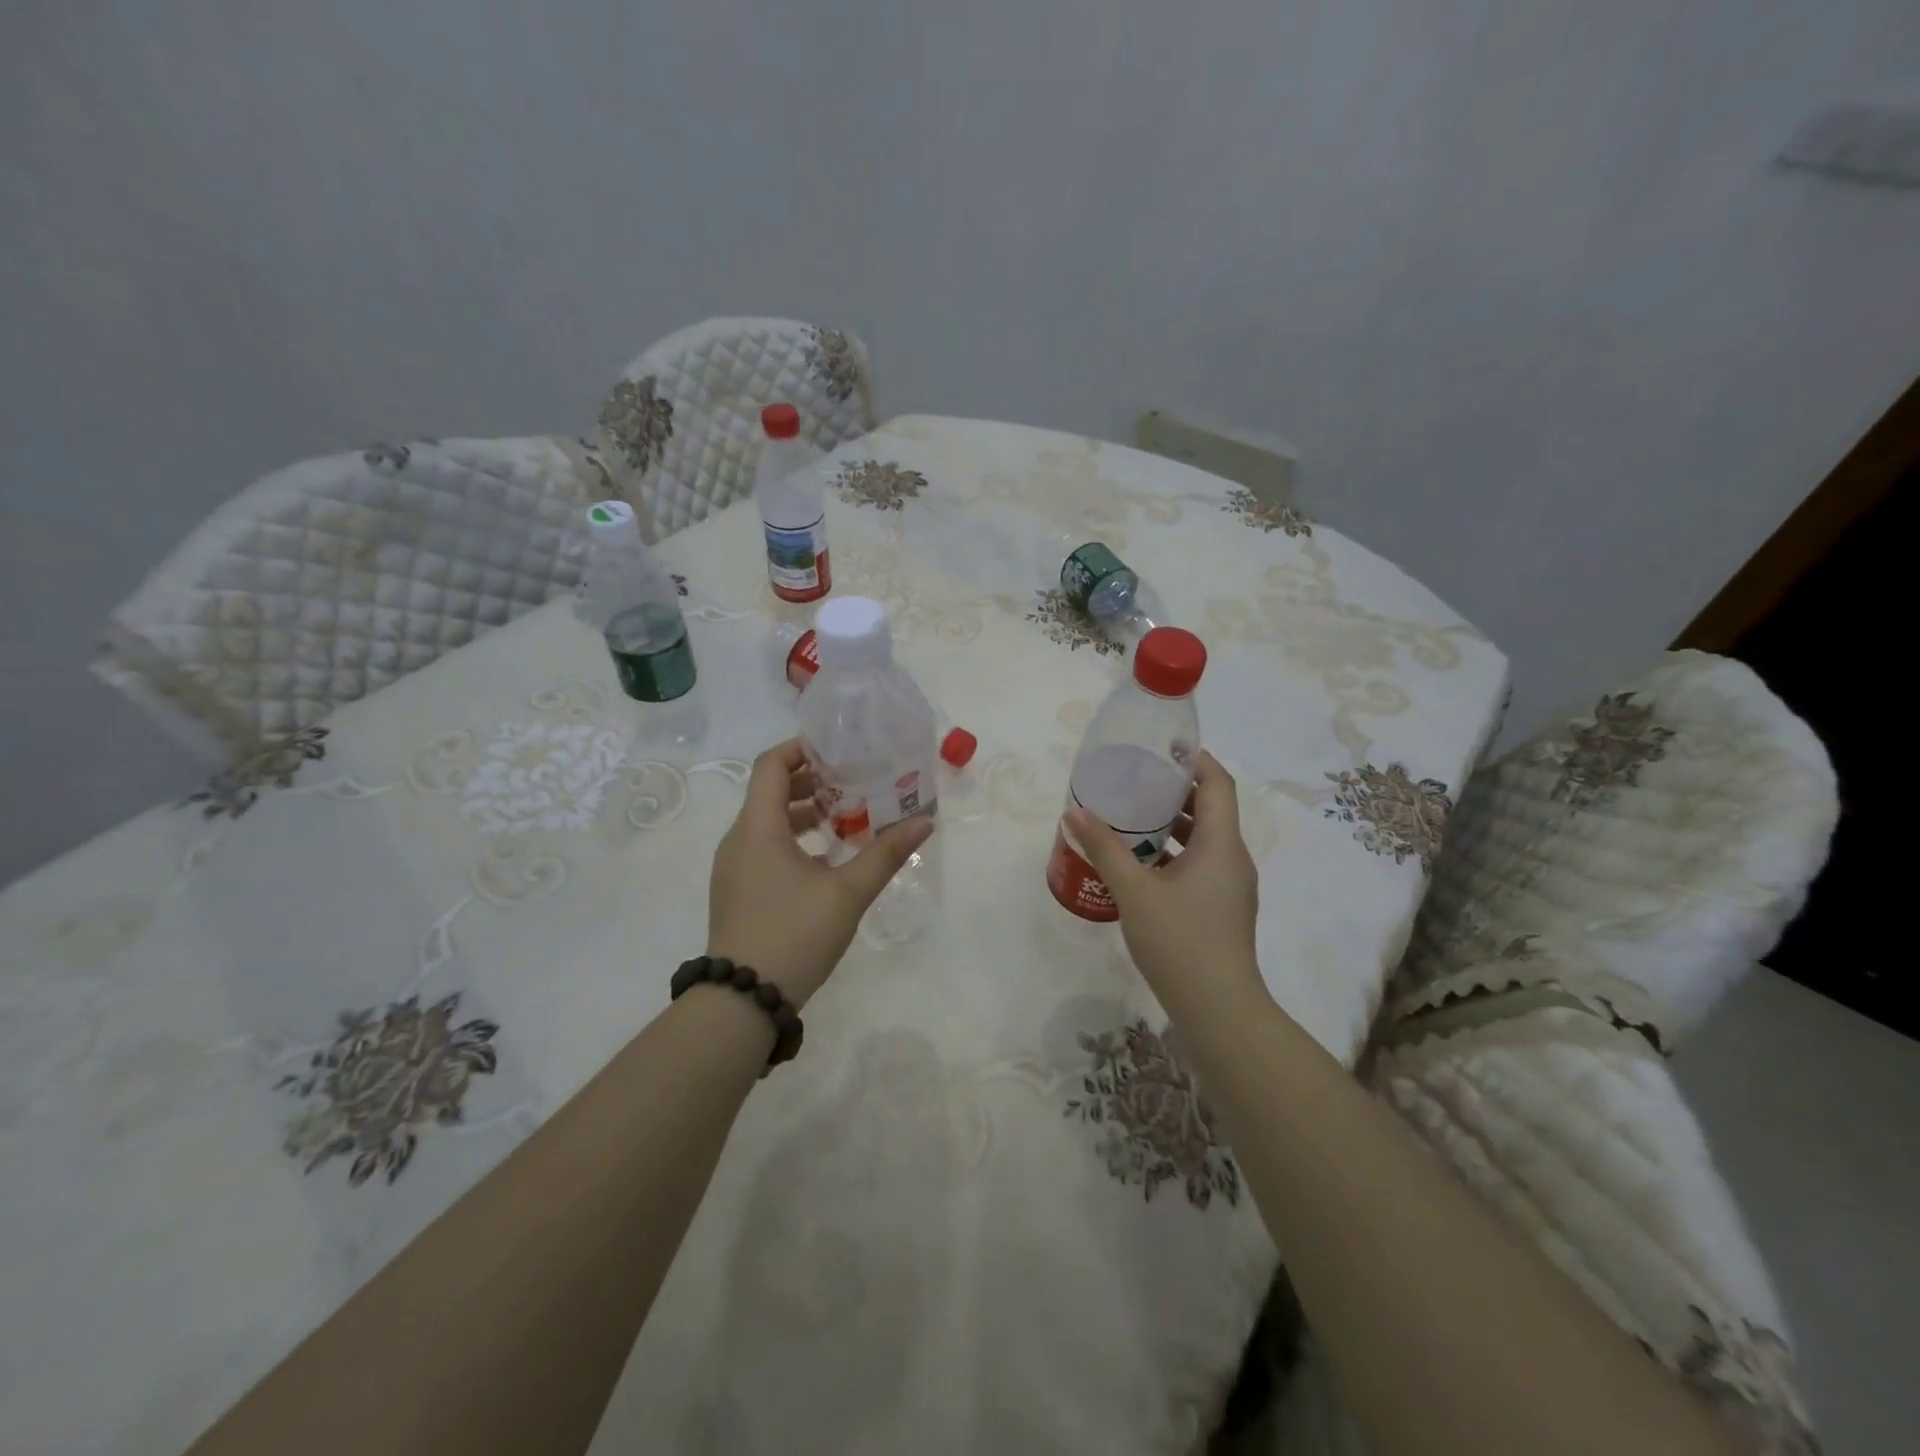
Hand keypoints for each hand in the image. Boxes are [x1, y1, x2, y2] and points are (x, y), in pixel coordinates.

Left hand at [707, 738, 934, 1006]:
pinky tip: (825, 858)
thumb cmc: (795, 935)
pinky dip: (792, 838)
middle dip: (811, 781)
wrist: (743, 1000)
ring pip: (767, 820)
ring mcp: (733, 866)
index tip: (839, 748)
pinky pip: (763, 846)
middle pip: (770, 790)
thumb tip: (924, 822)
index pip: (771, 765)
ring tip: (845, 818)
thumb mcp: (847, 893)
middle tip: (853, 782)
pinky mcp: (737, 889)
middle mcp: (739, 839)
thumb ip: (885, 854)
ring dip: (803, 812)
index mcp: (758, 827)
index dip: (802, 748)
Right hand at [1065, 752, 1260, 1009]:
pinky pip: (1200, 865)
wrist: (1218, 1009)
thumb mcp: (1134, 891)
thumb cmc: (1179, 940)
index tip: (1161, 749)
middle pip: (1211, 809)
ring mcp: (1230, 886)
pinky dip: (1174, 853)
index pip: (1218, 783)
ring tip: (1131, 817)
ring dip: (1172, 824)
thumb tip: (1074, 812)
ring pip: (1204, 840)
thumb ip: (1104, 848)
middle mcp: (1232, 858)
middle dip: (1175, 791)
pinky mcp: (1222, 908)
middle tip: (1134, 780)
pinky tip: (1139, 865)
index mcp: (1221, 843)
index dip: (1195, 760)